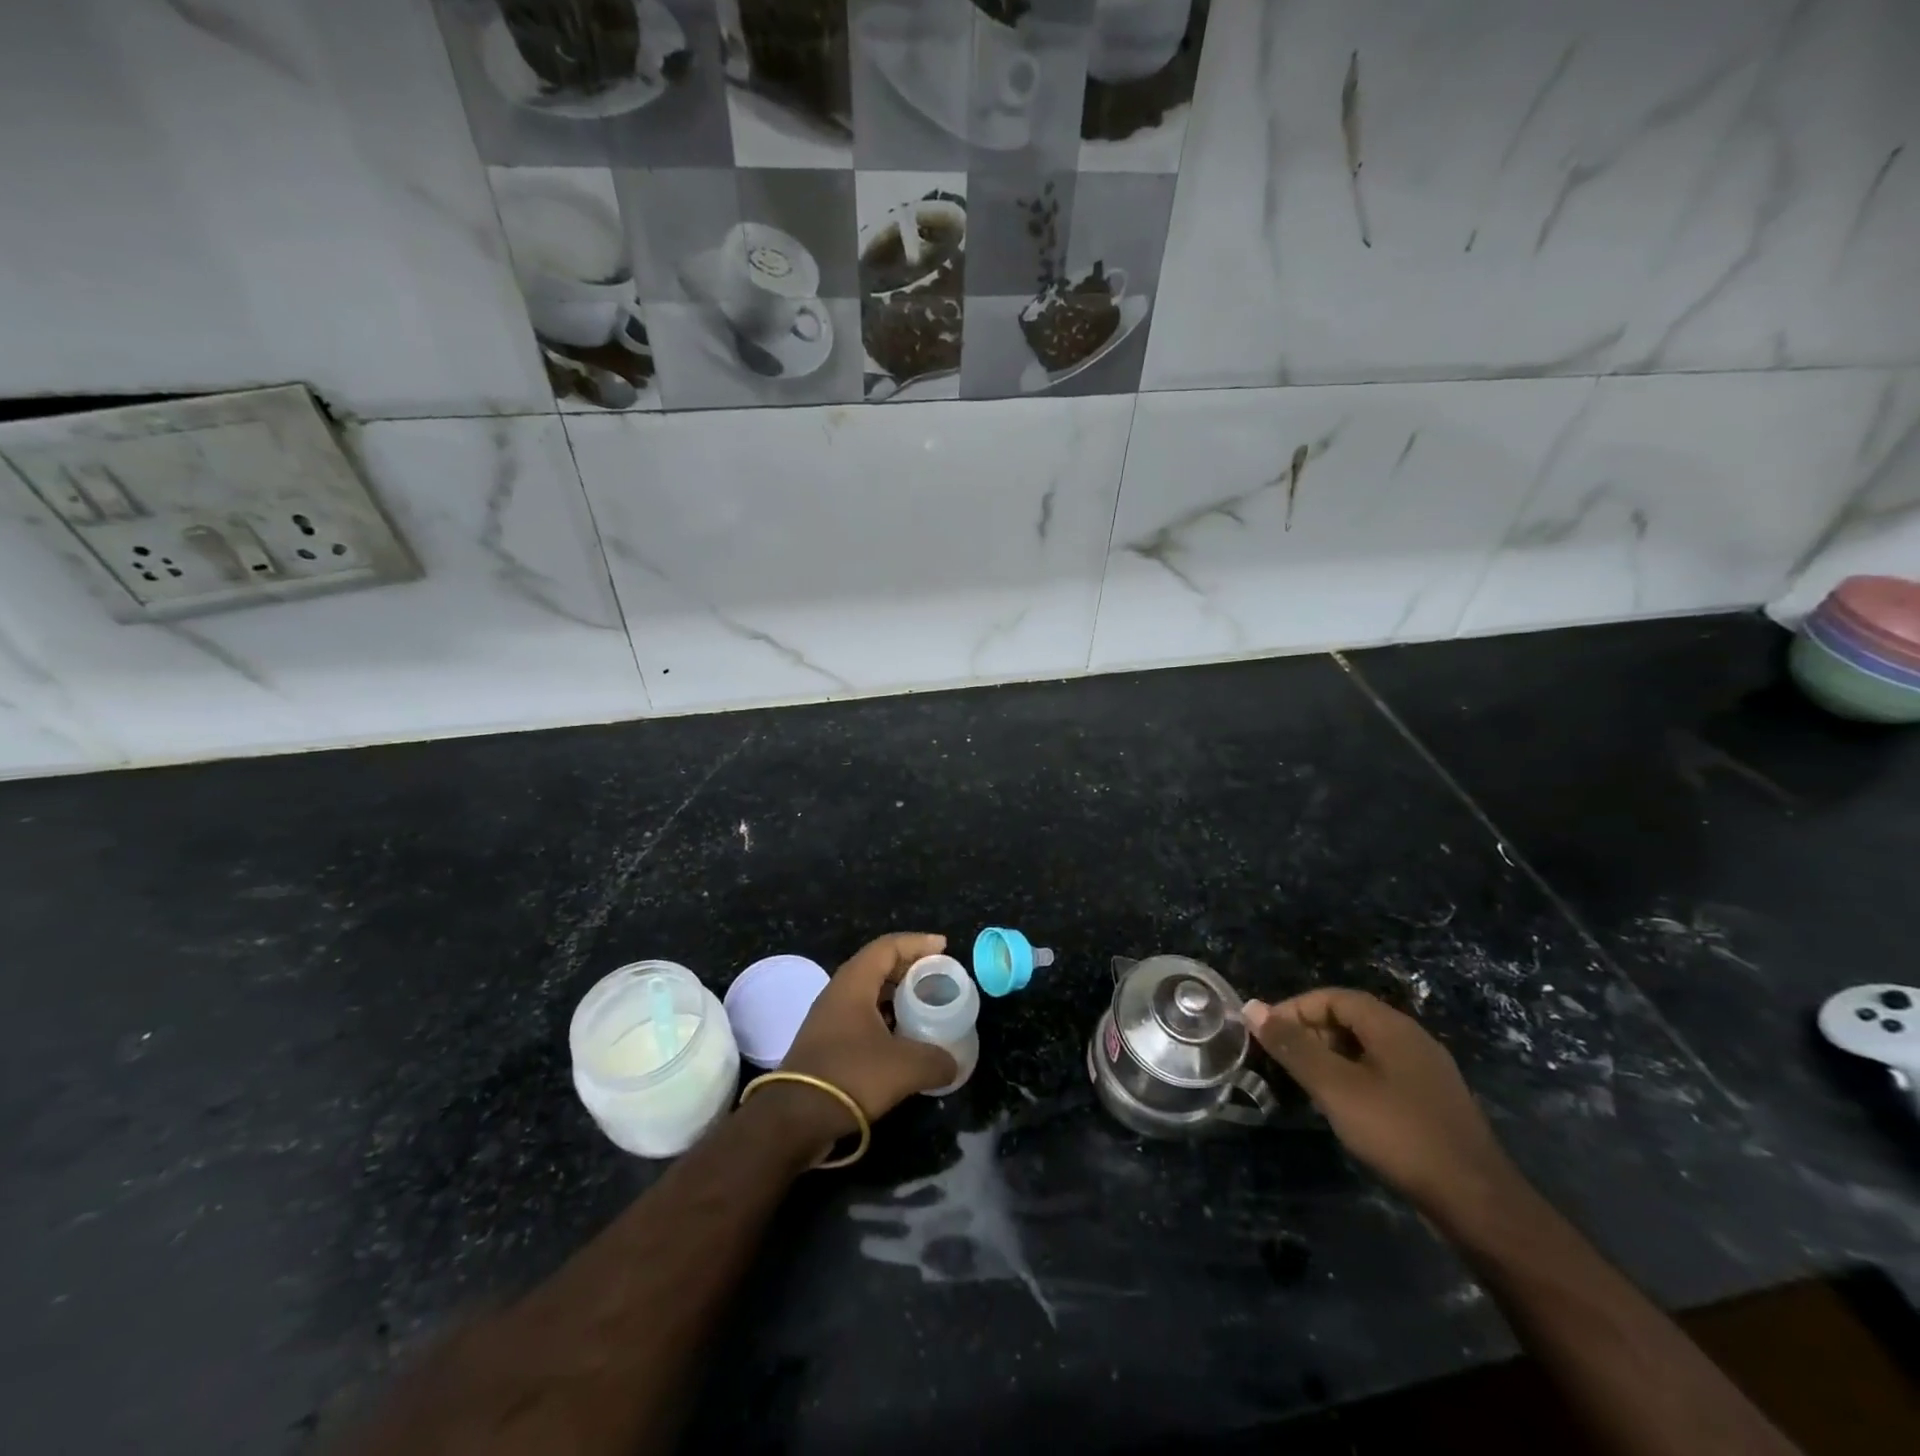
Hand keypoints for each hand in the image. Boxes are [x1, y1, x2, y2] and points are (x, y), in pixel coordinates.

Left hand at [774, 933, 958, 1141]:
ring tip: (925, 1005)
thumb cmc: (850, 1076)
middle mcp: (838, 993)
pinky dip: (886, 1019)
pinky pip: (862, 1018)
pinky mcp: (826, 1044)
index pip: (888, 946)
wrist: (794, 1119)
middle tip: (937, 975)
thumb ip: (936, 1060)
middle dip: (909, 967)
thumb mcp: (904, 1067)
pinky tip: (903, 1039)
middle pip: (877, 966)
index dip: (918, 942)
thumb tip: (952, 1063)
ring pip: (869, 994)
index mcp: (854, 983)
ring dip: (897, 995)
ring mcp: (828, 1019)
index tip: (944, 947)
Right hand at [1243, 988, 1520, 1220]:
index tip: (1268, 1035)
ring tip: (1306, 1084)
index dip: (1295, 1009)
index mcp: (1392, 1026)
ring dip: (1330, 1056)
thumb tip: (1252, 1008)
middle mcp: (1413, 1039)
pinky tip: (1344, 1107)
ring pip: (1366, 1047)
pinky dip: (1353, 1077)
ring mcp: (1427, 1071)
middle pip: (1351, 1018)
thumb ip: (1293, 1046)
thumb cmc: (1399, 1133)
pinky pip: (1383, 1072)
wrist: (1477, 1202)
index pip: (1333, 997)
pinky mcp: (1433, 1101)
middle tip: (1283, 1060)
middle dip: (1311, 1032)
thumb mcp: (1335, 1087)